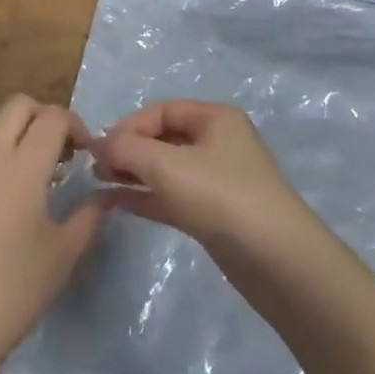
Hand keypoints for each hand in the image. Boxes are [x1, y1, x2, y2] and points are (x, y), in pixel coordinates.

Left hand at [0, 95, 102, 373]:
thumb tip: (103, 197)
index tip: (87, 154)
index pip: (53, 118)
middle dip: (45, 118)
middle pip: (18, 106)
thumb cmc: (9, 293)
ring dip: (16, 133)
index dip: (76, 127)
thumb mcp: (61, 257)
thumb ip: (88, 217)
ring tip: (32, 174)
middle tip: (61, 153)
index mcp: (21, 165)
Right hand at [94, 100, 316, 259]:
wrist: (278, 263)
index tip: (99, 147)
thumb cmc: (222, 198)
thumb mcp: (167, 166)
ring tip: (99, 183)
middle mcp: (218, 143)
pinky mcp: (215, 214)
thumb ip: (127, 149)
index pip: (162, 110)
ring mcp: (217, 180)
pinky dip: (146, 196)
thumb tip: (99, 144)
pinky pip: (172, 196)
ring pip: (166, 169)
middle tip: (96, 167)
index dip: (128, 124)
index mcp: (215, 118)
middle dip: (128, 149)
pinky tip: (118, 203)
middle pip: (163, 138)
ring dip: (133, 173)